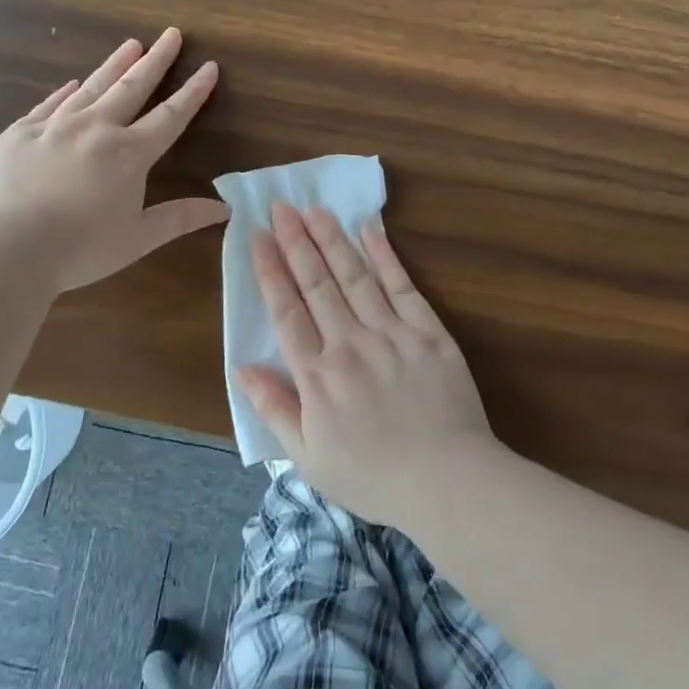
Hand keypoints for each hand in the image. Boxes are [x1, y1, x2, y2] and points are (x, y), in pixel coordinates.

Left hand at [0, 29, 228, 290]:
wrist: (5, 246)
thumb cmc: (80, 248)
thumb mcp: (138, 238)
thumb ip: (180, 218)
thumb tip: (224, 208)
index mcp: (129, 154)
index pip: (170, 115)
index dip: (193, 92)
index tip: (208, 66)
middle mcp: (95, 128)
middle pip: (132, 87)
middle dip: (156, 60)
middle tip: (171, 34)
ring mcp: (53, 126)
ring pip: (91, 87)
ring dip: (114, 65)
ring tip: (131, 44)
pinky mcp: (18, 134)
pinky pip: (48, 105)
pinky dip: (65, 93)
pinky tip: (72, 84)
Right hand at [237, 202, 497, 528]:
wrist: (448, 482)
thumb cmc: (373, 477)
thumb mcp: (309, 459)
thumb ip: (274, 409)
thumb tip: (241, 368)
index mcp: (317, 375)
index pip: (286, 311)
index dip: (270, 271)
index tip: (258, 236)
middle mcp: (349, 344)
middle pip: (317, 283)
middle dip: (296, 241)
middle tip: (282, 206)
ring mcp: (391, 334)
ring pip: (355, 276)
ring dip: (332, 240)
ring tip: (315, 209)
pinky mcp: (428, 332)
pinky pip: (402, 286)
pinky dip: (385, 256)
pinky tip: (370, 229)